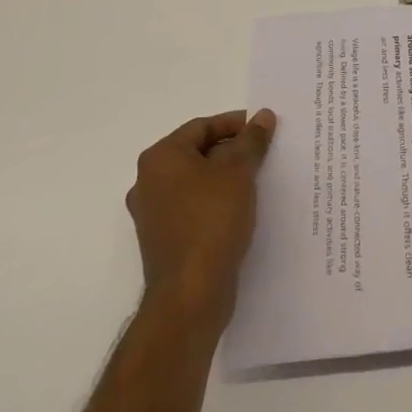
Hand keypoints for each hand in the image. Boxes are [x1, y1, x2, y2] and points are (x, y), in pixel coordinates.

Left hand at [126, 109, 276, 325]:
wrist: (190, 296)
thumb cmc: (211, 221)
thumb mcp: (239, 172)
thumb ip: (251, 140)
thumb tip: (263, 115)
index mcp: (160, 158)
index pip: (202, 127)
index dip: (235, 123)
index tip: (263, 128)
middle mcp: (148, 182)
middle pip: (197, 153)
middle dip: (232, 151)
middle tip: (263, 152)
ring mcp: (152, 214)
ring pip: (196, 182)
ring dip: (225, 177)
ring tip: (258, 179)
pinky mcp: (163, 241)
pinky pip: (192, 208)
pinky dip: (215, 202)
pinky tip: (242, 208)